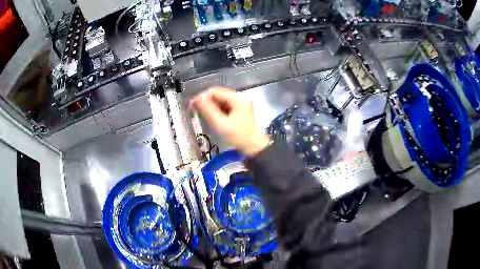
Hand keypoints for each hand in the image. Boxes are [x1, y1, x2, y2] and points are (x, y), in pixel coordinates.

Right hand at [191, 87, 269, 156]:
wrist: (254, 147)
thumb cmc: (238, 136)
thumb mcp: (221, 124)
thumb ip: (208, 110)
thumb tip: (197, 99)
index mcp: (237, 98)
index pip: (215, 91)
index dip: (202, 97)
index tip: (192, 105)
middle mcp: (239, 97)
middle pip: (218, 95)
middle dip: (206, 102)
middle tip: (196, 111)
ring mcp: (240, 104)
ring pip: (220, 101)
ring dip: (211, 107)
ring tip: (204, 116)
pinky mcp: (239, 110)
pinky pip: (225, 107)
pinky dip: (217, 111)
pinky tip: (213, 118)